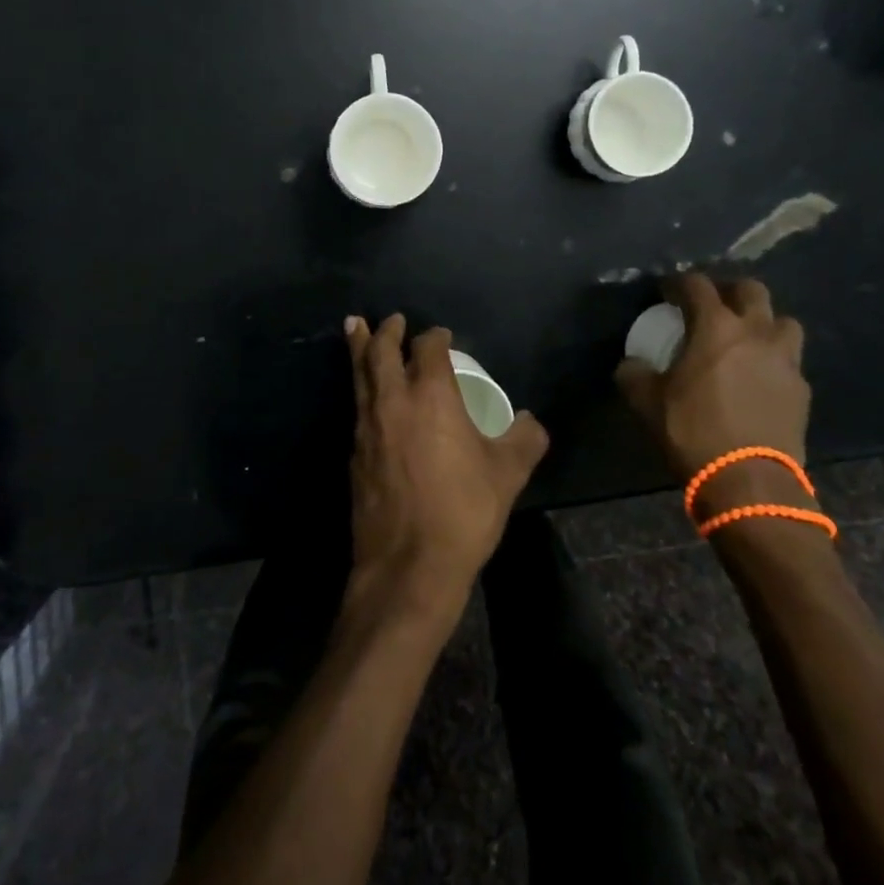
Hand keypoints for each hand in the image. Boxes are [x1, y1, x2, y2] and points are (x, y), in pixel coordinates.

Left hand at [344, 315, 548, 622]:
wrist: (408, 565)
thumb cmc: (463, 511)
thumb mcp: (507, 474)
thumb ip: (525, 440)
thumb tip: (529, 421)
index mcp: (430, 395)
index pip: (428, 348)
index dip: (435, 337)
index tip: (442, 337)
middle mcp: (393, 401)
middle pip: (380, 352)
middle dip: (385, 331)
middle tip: (389, 319)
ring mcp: (367, 427)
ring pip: (360, 376)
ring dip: (360, 350)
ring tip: (355, 329)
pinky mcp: (354, 455)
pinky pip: (356, 407)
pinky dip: (359, 388)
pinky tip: (365, 396)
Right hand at [614, 274, 809, 498]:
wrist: (749, 481)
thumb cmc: (693, 431)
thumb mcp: (646, 402)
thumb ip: (634, 373)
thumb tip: (632, 364)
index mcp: (716, 326)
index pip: (696, 285)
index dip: (678, 283)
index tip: (666, 293)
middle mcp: (755, 332)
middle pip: (751, 290)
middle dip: (729, 291)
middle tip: (711, 307)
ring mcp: (785, 360)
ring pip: (783, 321)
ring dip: (763, 323)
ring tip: (745, 339)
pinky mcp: (801, 390)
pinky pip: (790, 361)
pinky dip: (774, 360)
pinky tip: (759, 378)